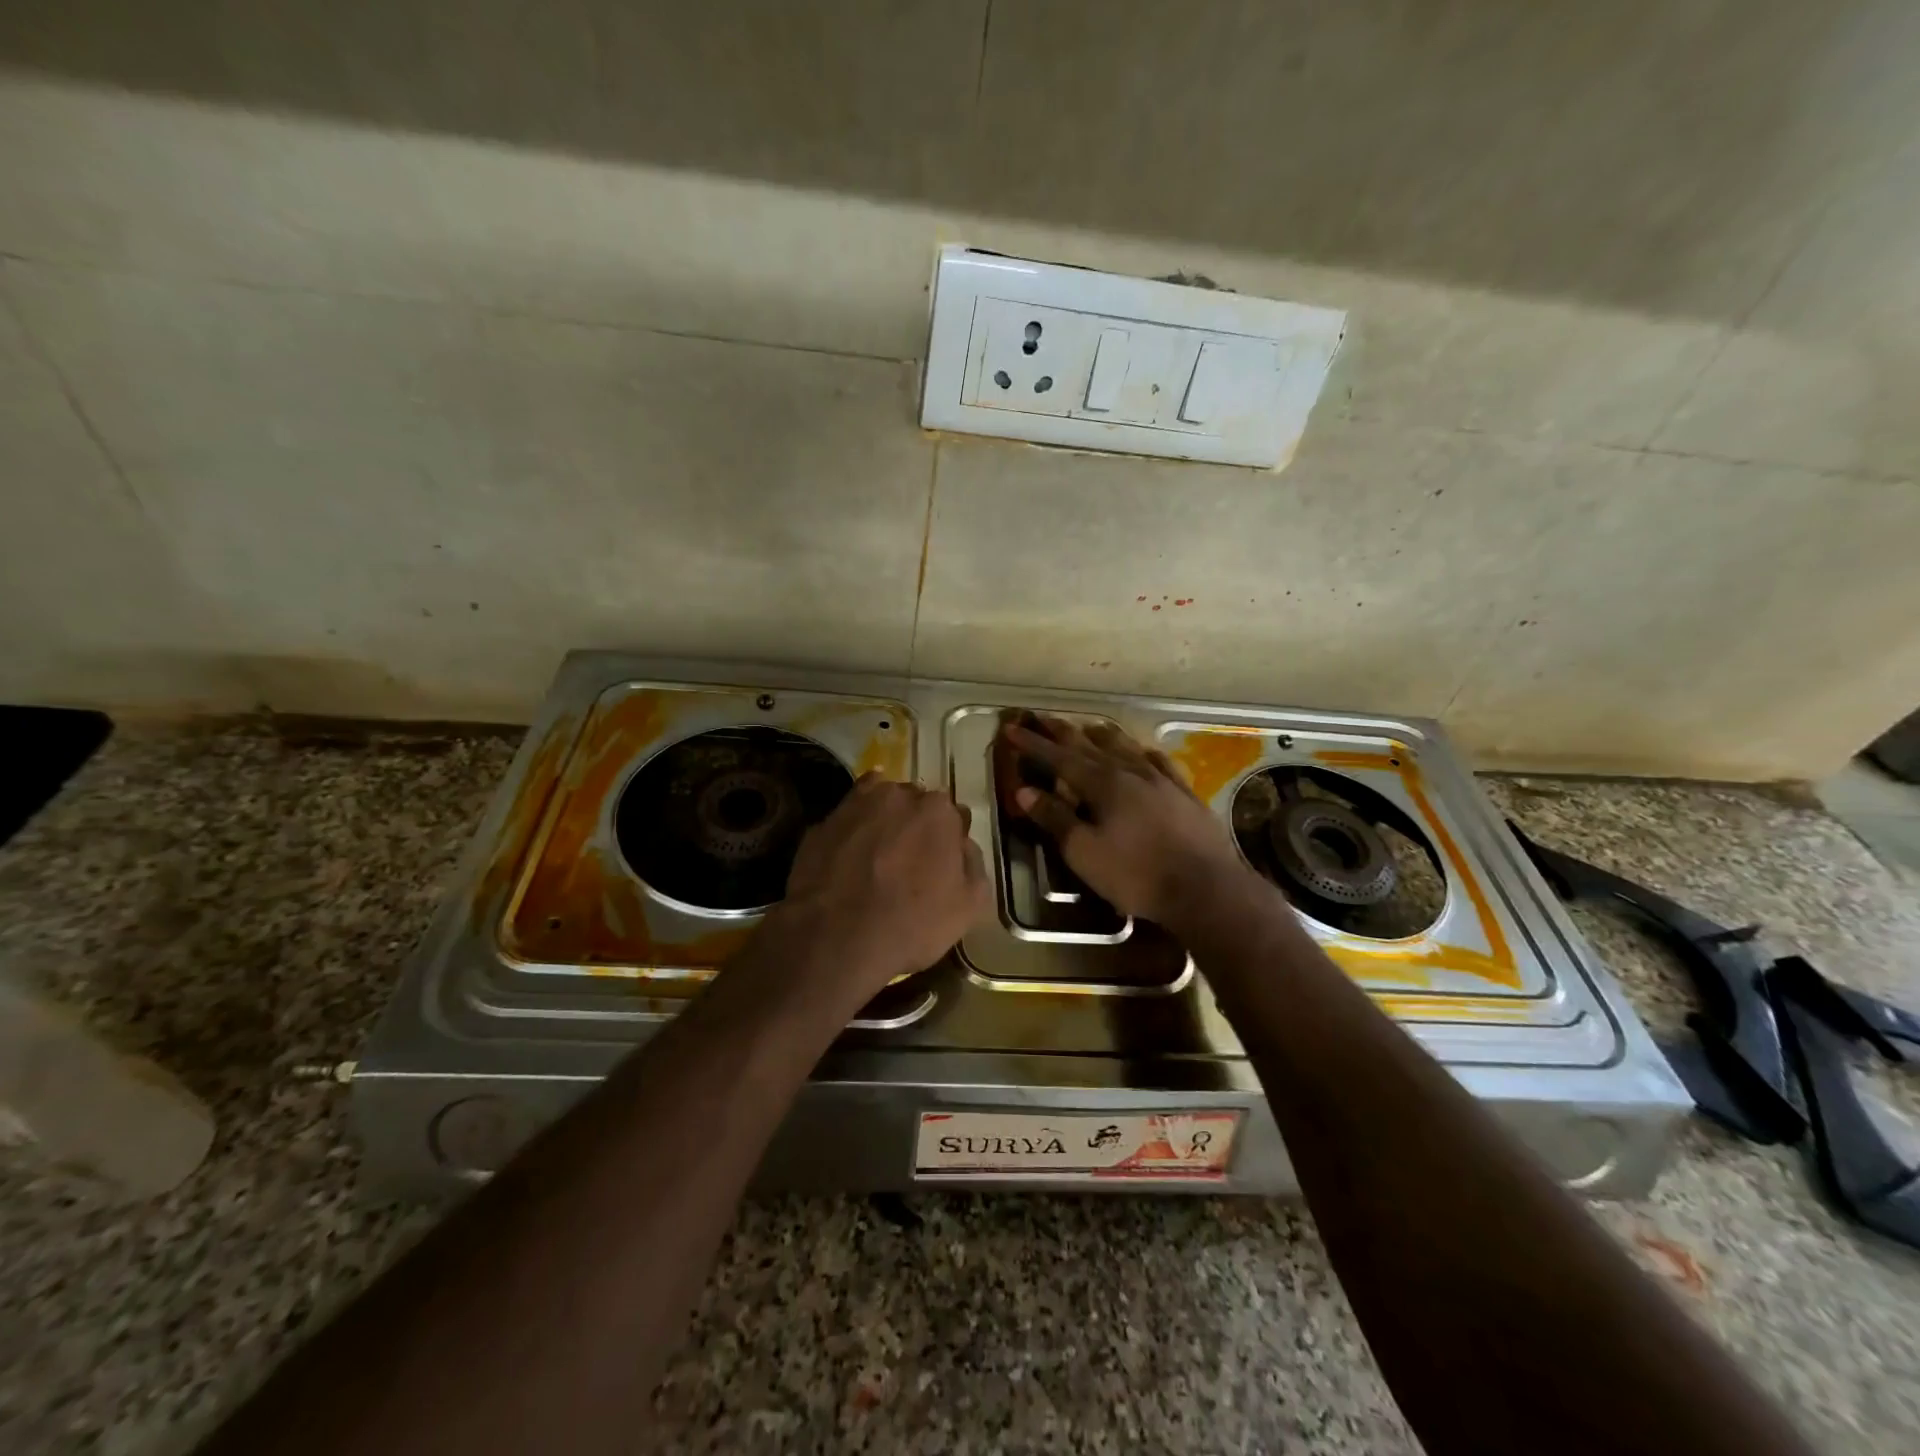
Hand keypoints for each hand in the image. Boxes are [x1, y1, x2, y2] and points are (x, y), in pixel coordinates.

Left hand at [775, 774, 989, 1002]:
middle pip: (914, 803)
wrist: (835, 939)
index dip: (949, 839)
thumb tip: (963, 844)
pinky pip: (845, 822)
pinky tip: (848, 858)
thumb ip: (973, 864)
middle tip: (910, 860)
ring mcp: (854, 806)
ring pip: (877, 805)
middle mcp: (897, 796)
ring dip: (882, 822)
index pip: (953, 814)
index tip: (943, 862)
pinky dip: (850, 833)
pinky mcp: (821, 824)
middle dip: (915, 825)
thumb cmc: (912, 924)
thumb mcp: (969, 906)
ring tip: (877, 857)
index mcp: (938, 811)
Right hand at [1002, 717, 1248, 925]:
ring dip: (1103, 735)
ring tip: (1089, 727)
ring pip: (1127, 747)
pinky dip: (1143, 752)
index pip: (1060, 757)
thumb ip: (1055, 819)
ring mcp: (1162, 780)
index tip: (1012, 728)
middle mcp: (1131, 772)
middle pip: (1091, 745)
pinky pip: (1160, 762)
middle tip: (1043, 718)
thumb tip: (1025, 790)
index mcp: (1103, 784)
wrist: (1207, 888)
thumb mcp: (1085, 853)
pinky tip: (1144, 752)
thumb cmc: (1137, 874)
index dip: (1034, 743)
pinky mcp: (1185, 794)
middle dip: (1063, 732)